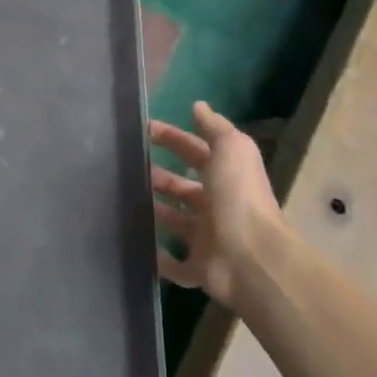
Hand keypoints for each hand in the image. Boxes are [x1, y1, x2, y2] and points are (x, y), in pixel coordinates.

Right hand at [149, 102, 280, 308]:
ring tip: (125, 201)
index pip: (196, 152)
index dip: (173, 139)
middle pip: (185, 188)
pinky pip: (176, 264)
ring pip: (178, 223)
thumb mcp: (232, 150)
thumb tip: (198, 106)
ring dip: (158, 212)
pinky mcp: (199, 270)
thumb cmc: (238, 198)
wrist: (251, 258)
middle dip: (160, 177)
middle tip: (129, 168)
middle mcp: (219, 207)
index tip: (144, 130)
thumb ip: (215, 127)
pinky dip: (161, 258)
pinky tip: (141, 247)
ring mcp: (210, 240)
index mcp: (226, 178)